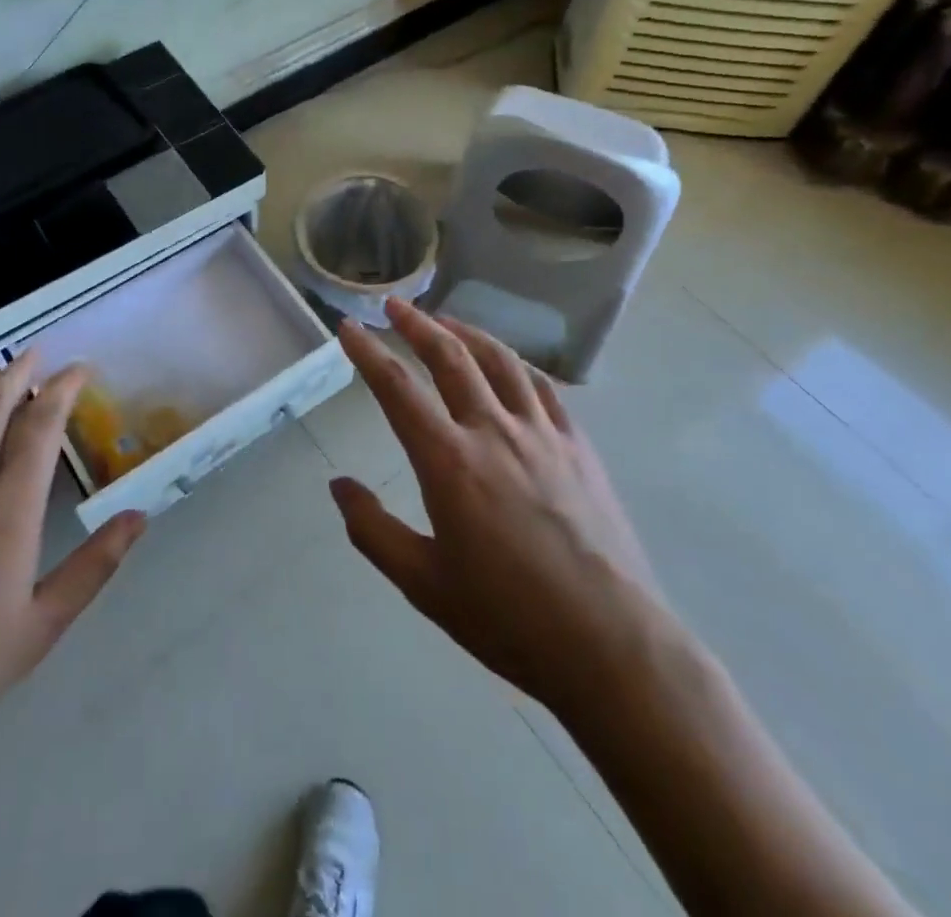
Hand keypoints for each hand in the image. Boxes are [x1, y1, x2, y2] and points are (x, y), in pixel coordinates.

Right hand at [330, 298, 656, 712]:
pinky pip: (542, 387)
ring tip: (445, 321)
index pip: (398, 389)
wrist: (612, 645)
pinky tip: (507, 364)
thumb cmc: (509, 619)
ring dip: (466, 332)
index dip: (368, 353)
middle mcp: (494, 431)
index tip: (349, 328)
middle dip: (417, 324)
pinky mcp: (579, 446)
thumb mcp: (424, 584)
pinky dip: (516, 364)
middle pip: (450, 357)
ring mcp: (542, 433)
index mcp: (450, 462)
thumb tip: (338, 485)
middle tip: (394, 305)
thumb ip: (374, 530)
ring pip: (499, 360)